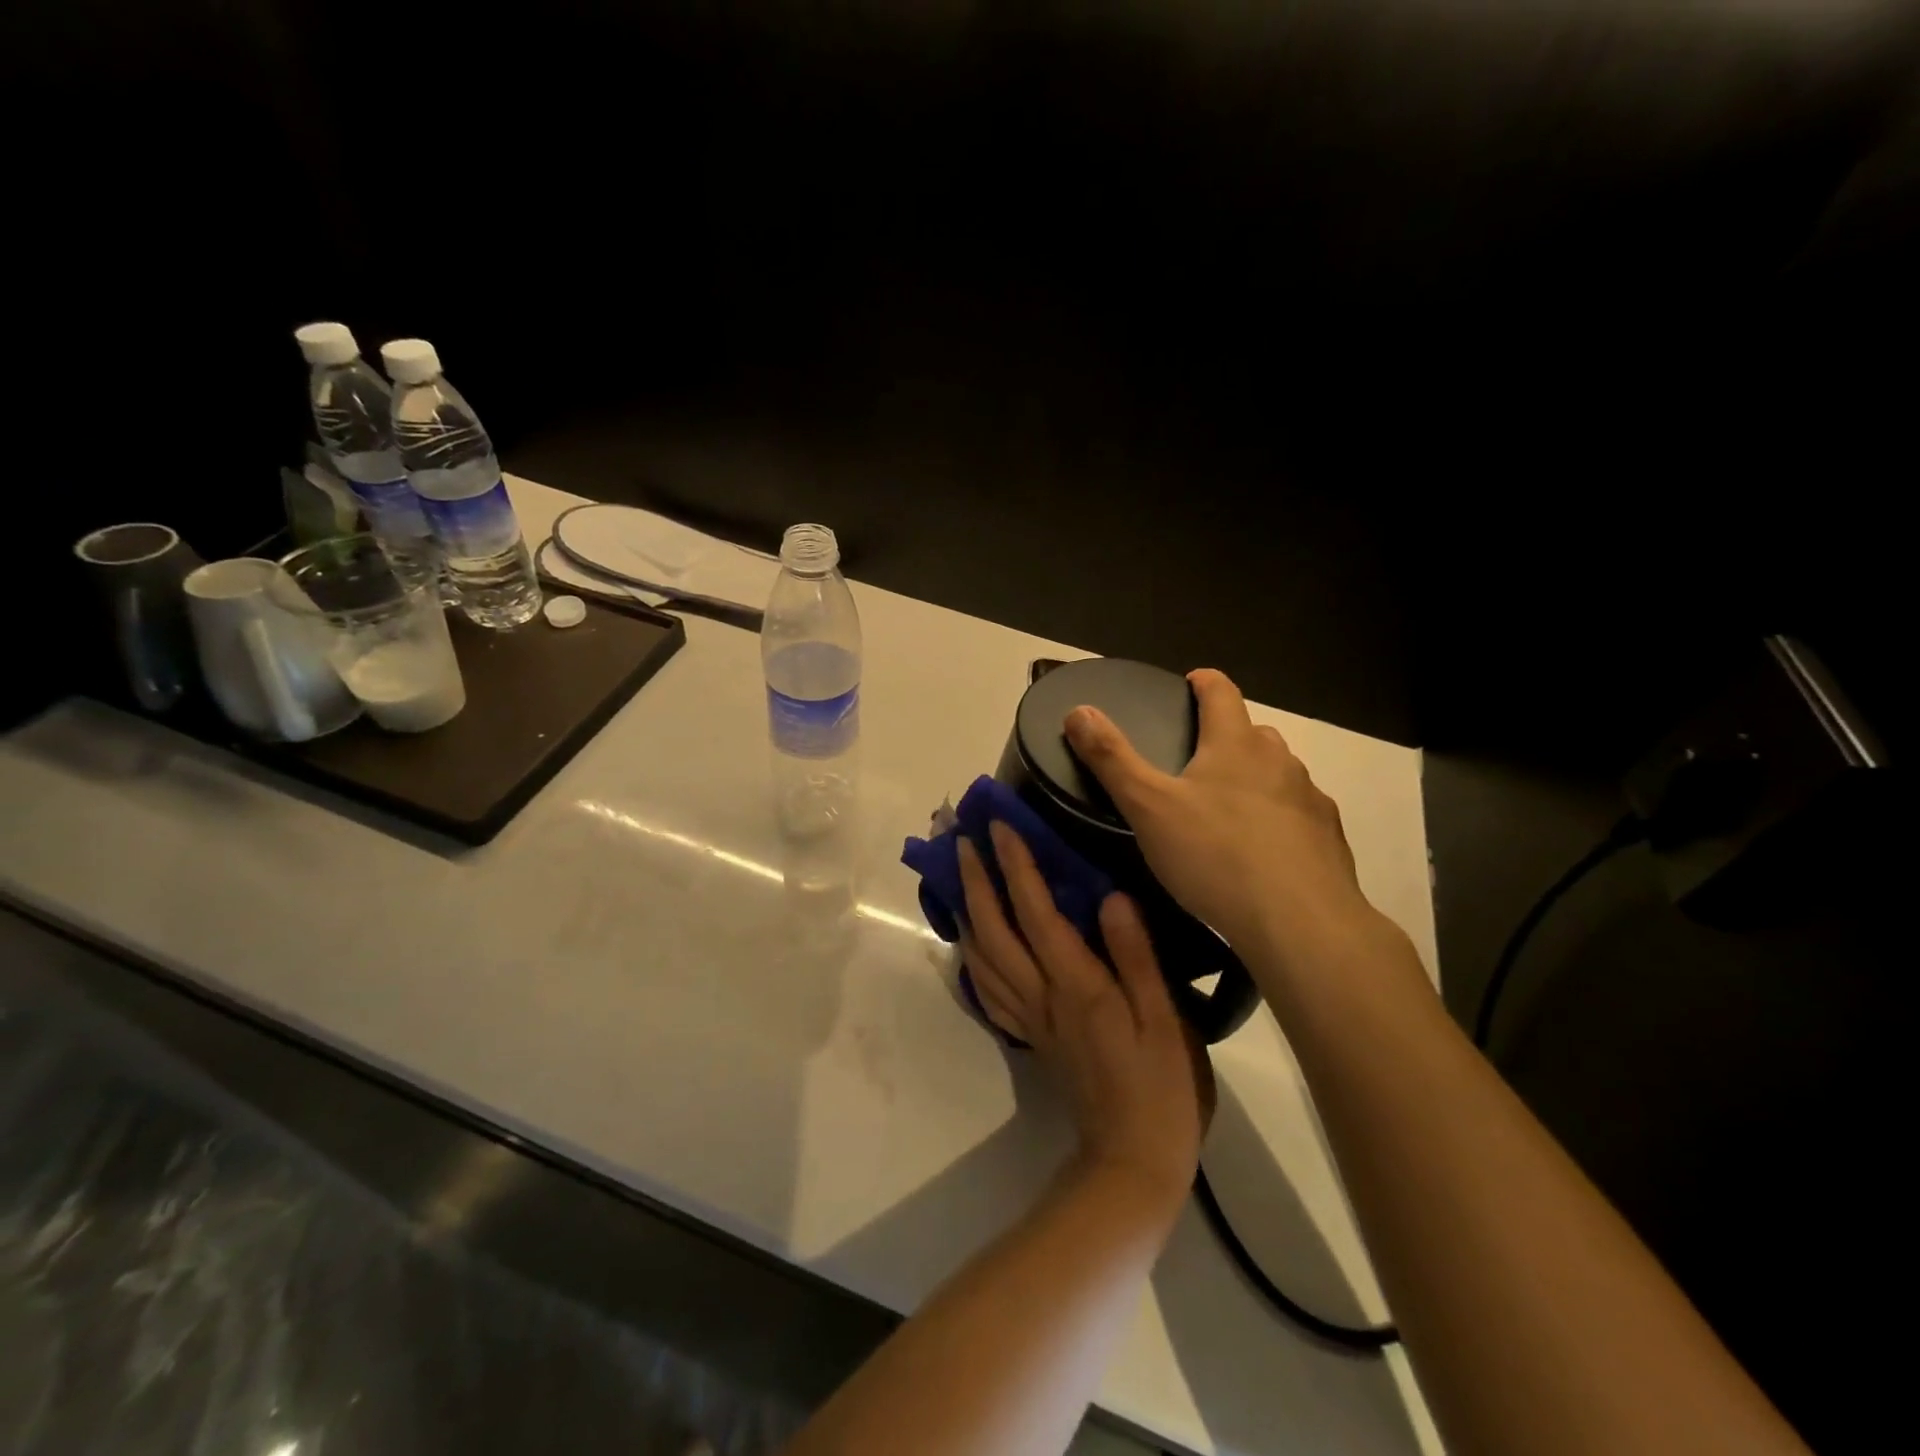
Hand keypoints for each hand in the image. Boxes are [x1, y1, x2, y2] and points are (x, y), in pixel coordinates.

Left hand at [958, 822, 1213, 1205]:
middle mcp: (1042, 995)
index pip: (1036, 912)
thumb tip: (1110, 897)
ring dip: (966, 914)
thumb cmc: (1162, 1086)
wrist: (1134, 1160)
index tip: (999, 827)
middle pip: (994, 930)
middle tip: (961, 842)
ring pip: (982, 958)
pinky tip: (971, 946)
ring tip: (957, 882)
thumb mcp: (1165, 1019)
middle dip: (975, 882)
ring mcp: (1031, 1018)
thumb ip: (1136, 957)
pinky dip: (972, 959)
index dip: (1016, 866)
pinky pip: (989, 991)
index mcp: (1076, 984)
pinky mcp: (1031, 1038)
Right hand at [1063, 668, 1384, 968]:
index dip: (1204, 682)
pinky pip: (1299, 815)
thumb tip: (1078, 711)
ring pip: (1279, 774)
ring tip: (1228, 810)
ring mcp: (1310, 800)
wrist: (1300, 924)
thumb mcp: (1147, 807)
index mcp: (1235, 744)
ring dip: (1256, 778)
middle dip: (1227, 737)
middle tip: (1198, 761)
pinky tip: (1265, 851)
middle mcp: (1279, 761)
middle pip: (1252, 733)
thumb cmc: (1215, 856)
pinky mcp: (1329, 840)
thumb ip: (1111, 758)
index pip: (1222, 692)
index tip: (1191, 683)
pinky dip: (1280, 819)